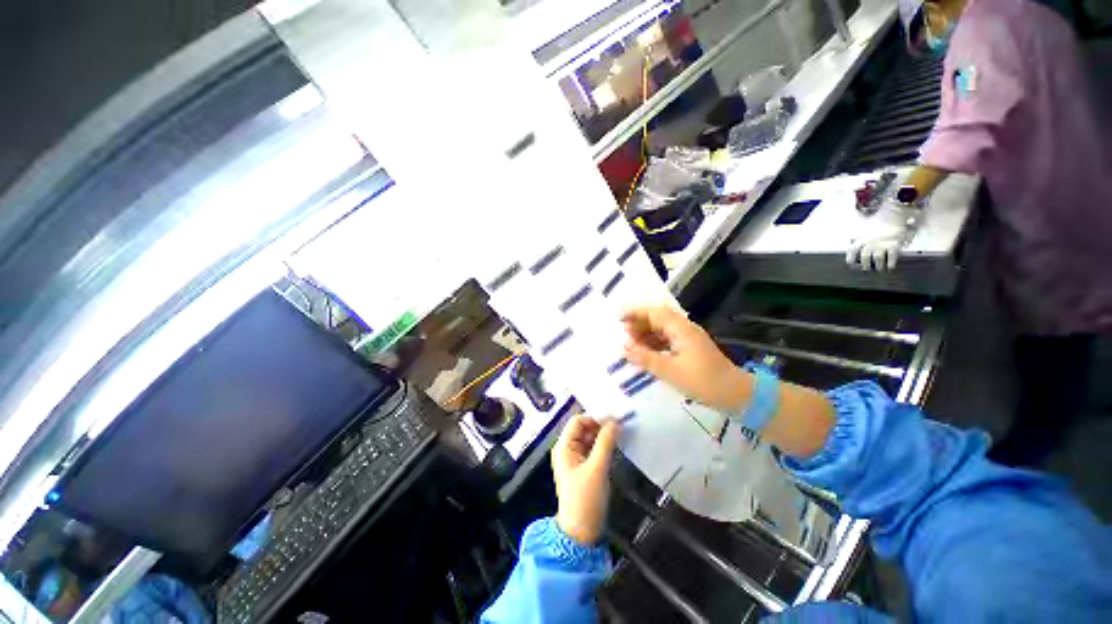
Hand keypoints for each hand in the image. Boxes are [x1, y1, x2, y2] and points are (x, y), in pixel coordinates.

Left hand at [552, 415, 618, 545]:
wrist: (581, 533)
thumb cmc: (585, 499)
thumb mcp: (597, 469)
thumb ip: (606, 443)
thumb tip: (615, 422)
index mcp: (564, 447)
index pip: (578, 421)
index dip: (594, 418)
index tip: (614, 419)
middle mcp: (567, 449)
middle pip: (584, 428)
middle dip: (601, 425)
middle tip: (621, 426)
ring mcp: (575, 458)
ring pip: (590, 438)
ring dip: (603, 435)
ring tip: (620, 434)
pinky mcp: (584, 467)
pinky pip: (593, 448)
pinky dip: (603, 445)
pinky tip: (615, 445)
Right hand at [621, 305, 743, 411]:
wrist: (736, 395)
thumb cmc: (704, 381)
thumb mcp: (671, 371)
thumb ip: (646, 358)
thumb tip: (624, 348)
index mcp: (681, 329)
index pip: (655, 313)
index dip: (636, 312)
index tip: (619, 317)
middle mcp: (684, 329)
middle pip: (658, 319)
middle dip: (639, 324)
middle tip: (623, 334)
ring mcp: (688, 339)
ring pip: (661, 330)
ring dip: (645, 335)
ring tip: (630, 345)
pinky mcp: (689, 349)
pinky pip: (667, 341)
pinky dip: (654, 344)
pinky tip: (644, 353)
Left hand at [846, 197, 921, 270]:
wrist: (892, 214)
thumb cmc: (876, 222)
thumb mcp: (862, 228)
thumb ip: (855, 236)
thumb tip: (849, 241)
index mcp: (861, 239)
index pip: (852, 251)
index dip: (850, 258)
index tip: (851, 263)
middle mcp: (870, 243)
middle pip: (864, 257)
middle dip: (865, 264)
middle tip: (866, 269)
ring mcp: (882, 244)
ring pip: (877, 258)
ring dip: (878, 265)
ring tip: (879, 268)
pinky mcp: (894, 244)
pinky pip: (892, 256)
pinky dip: (890, 262)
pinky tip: (890, 266)